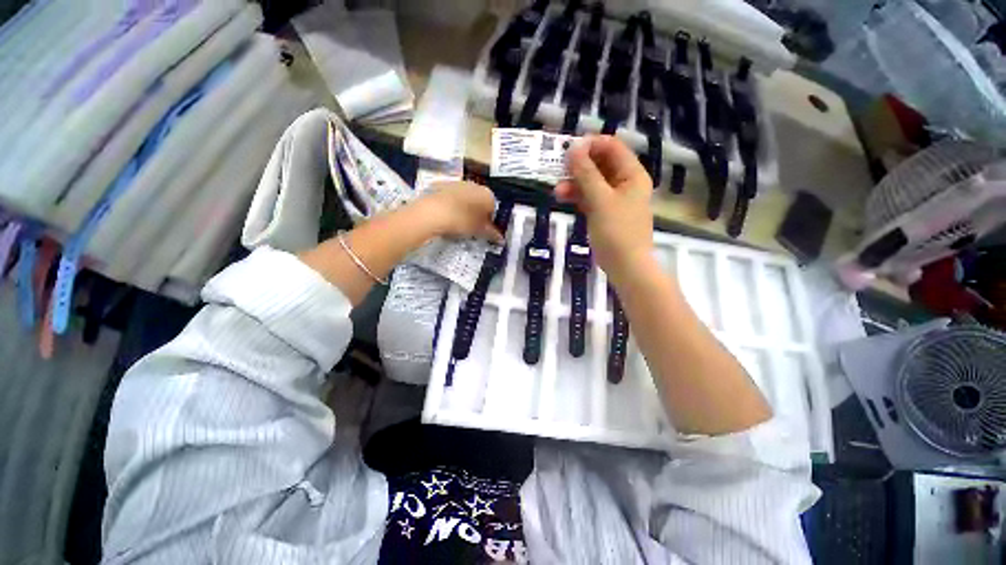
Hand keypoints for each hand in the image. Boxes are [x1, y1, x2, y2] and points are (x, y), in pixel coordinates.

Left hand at [415, 181, 503, 242]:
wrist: (433, 212)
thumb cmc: (462, 221)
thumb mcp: (479, 230)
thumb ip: (492, 233)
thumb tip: (501, 238)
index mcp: (488, 194)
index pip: (493, 208)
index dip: (489, 221)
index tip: (482, 230)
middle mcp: (475, 184)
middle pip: (479, 201)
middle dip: (476, 213)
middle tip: (470, 228)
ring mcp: (458, 182)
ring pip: (465, 197)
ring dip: (463, 208)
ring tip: (456, 222)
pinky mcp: (442, 184)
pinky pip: (451, 196)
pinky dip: (451, 204)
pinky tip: (445, 215)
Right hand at [556, 136, 654, 284]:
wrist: (625, 266)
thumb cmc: (617, 232)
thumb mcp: (600, 200)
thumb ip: (586, 173)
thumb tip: (574, 148)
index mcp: (632, 174)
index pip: (611, 147)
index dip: (590, 145)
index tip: (567, 150)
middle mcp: (624, 182)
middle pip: (600, 164)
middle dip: (578, 166)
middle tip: (557, 169)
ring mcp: (613, 198)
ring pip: (592, 182)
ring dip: (574, 183)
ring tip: (557, 191)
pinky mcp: (604, 212)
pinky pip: (589, 197)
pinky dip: (577, 196)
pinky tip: (562, 198)